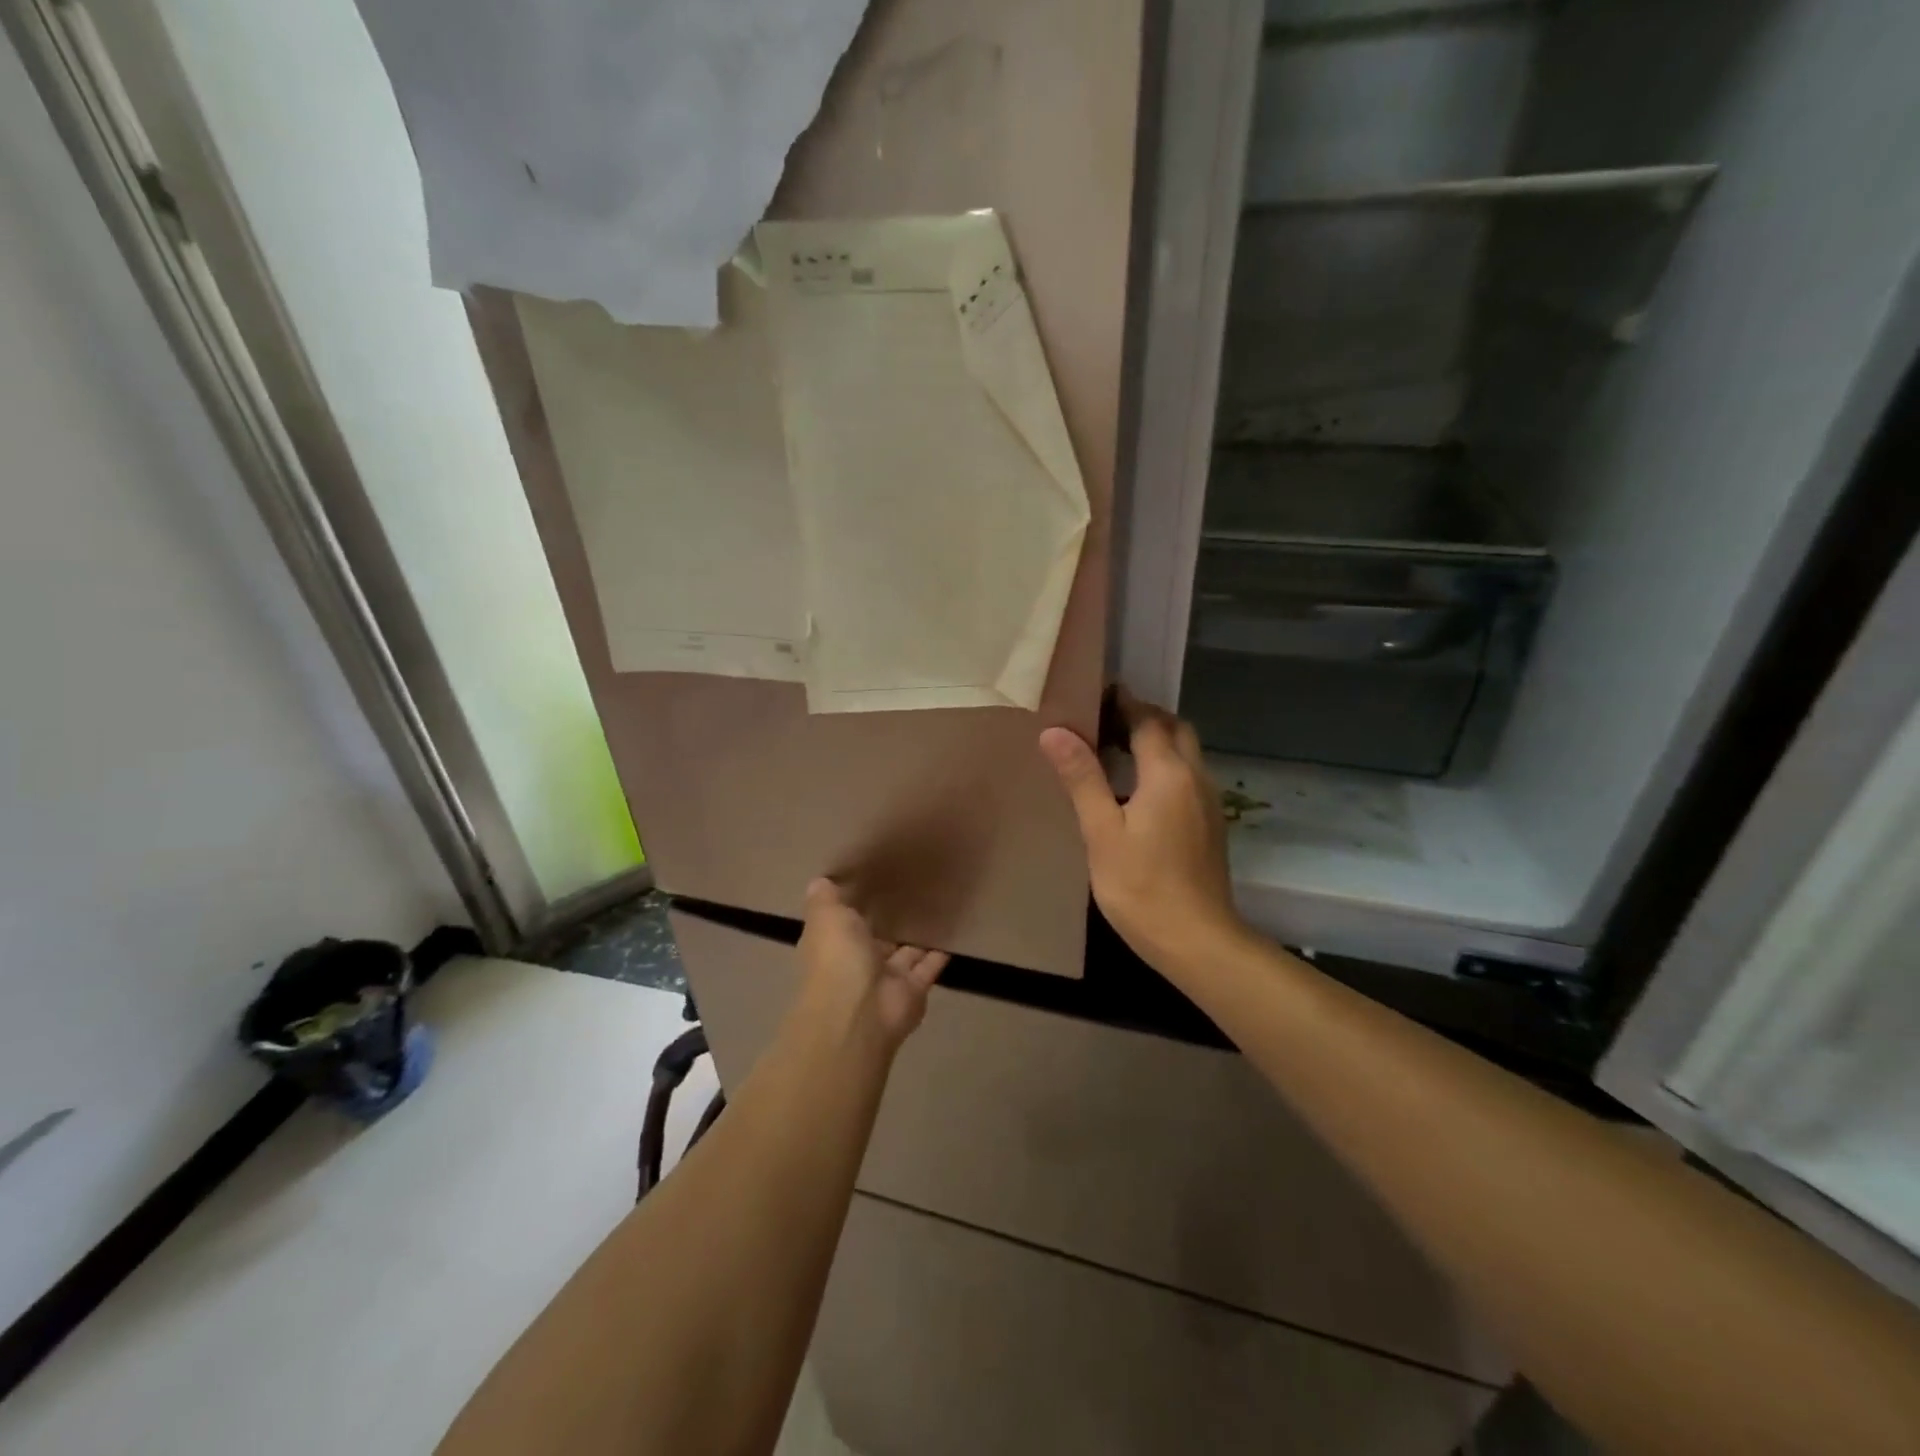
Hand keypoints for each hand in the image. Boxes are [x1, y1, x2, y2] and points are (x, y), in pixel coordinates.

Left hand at [796, 878, 948, 1048]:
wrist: (860, 1012)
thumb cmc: (837, 958)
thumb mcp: (826, 917)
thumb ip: (825, 899)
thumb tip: (819, 881)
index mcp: (833, 945)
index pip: (843, 922)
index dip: (854, 905)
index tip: (872, 879)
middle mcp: (857, 963)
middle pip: (875, 939)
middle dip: (889, 921)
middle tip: (912, 889)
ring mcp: (885, 980)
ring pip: (903, 954)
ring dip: (916, 937)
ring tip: (937, 907)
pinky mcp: (913, 991)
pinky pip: (928, 968)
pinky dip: (939, 954)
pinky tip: (953, 932)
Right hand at [1039, 687, 1244, 972]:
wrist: (1197, 941)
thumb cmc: (1142, 887)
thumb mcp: (1102, 832)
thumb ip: (1082, 778)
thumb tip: (1055, 732)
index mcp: (1168, 774)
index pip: (1148, 721)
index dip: (1124, 703)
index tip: (1096, 694)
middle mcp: (1196, 778)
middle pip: (1175, 729)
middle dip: (1144, 717)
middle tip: (1105, 722)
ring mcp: (1209, 802)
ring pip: (1186, 753)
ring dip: (1157, 740)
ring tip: (1115, 750)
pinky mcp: (1211, 824)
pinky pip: (1188, 776)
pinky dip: (1165, 765)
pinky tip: (1138, 790)